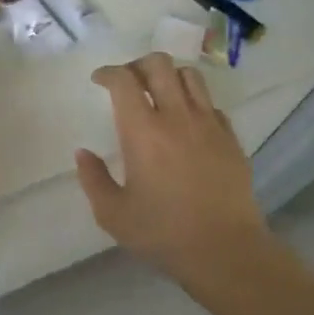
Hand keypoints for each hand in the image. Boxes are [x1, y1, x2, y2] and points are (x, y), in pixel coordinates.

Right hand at [76, 54, 270, 283]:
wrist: (224, 250)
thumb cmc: (162, 233)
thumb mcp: (113, 214)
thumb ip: (93, 179)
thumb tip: (83, 153)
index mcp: (143, 131)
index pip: (124, 81)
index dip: (108, 73)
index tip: (99, 80)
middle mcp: (177, 116)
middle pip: (159, 65)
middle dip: (138, 65)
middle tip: (127, 82)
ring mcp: (209, 124)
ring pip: (190, 76)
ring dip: (169, 76)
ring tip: (159, 94)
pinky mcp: (230, 137)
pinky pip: (211, 104)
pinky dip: (194, 101)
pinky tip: (187, 122)